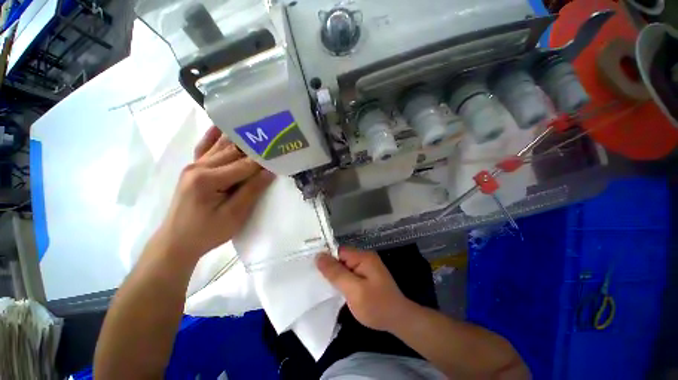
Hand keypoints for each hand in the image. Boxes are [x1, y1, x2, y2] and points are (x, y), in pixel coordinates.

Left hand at [152, 126, 274, 262]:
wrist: (177, 242)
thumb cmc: (207, 232)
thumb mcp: (234, 215)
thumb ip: (252, 191)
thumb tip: (270, 172)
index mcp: (208, 179)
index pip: (244, 165)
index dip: (264, 160)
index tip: (280, 153)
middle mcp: (198, 166)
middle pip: (234, 153)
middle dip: (255, 148)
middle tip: (274, 140)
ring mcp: (193, 166)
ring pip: (221, 147)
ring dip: (240, 140)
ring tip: (257, 130)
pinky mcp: (193, 169)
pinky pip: (205, 148)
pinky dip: (213, 136)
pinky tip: (221, 125)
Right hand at [316, 247, 413, 332]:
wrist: (398, 320)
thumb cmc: (377, 306)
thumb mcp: (354, 290)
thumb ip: (336, 273)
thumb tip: (319, 256)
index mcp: (363, 257)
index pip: (338, 251)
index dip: (325, 258)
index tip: (311, 267)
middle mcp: (364, 258)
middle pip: (341, 258)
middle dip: (329, 268)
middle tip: (313, 278)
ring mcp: (366, 267)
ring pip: (344, 266)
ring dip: (335, 275)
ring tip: (320, 284)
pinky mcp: (365, 276)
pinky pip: (349, 274)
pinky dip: (341, 280)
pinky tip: (334, 288)